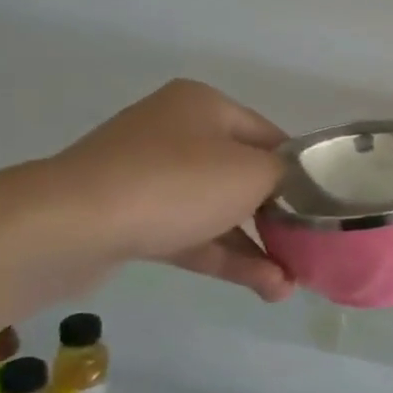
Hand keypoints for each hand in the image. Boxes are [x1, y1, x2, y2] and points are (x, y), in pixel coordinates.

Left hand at [49, 80, 294, 301]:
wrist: (69, 226)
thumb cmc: (176, 183)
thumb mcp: (253, 172)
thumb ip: (286, 176)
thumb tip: (294, 184)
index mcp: (204, 106)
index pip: (270, 136)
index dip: (301, 171)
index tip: (323, 206)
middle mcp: (176, 133)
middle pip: (244, 176)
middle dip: (278, 217)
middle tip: (308, 246)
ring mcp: (149, 177)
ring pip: (218, 211)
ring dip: (256, 246)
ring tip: (290, 284)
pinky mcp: (132, 219)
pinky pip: (191, 235)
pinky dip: (226, 257)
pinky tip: (264, 285)